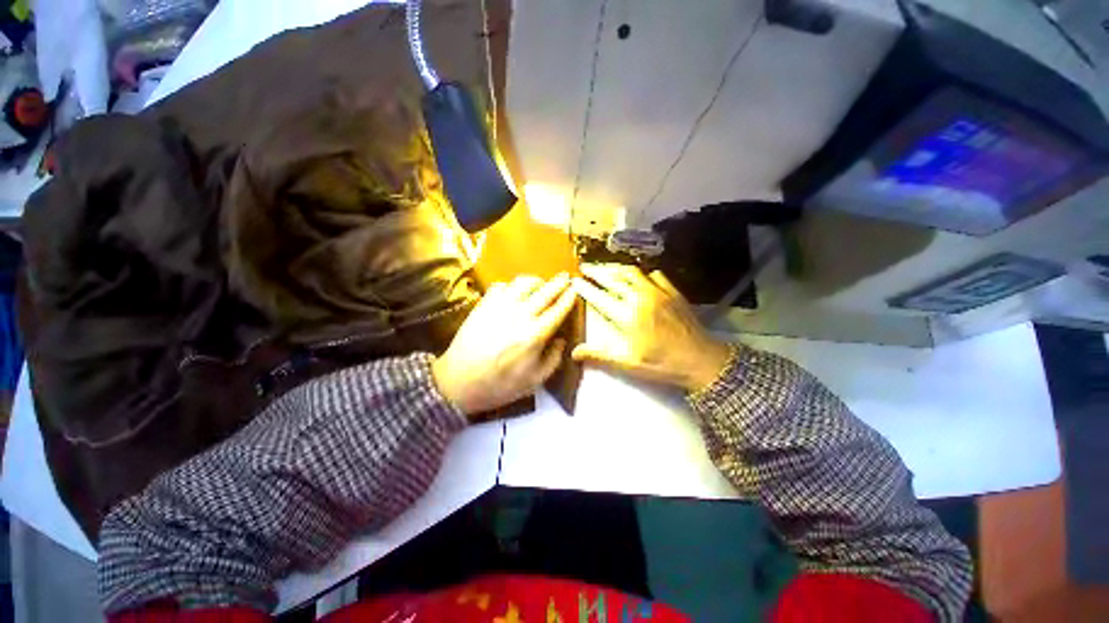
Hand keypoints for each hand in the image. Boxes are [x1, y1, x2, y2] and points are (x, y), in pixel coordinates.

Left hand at [433, 273, 576, 417]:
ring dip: (536, 281)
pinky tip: (513, 293)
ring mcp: (499, 307)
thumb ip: (553, 359)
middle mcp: (519, 315)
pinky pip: (501, 286)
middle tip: (565, 277)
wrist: (458, 382)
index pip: (558, 309)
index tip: (575, 289)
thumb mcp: (534, 381)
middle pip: (544, 291)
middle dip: (558, 282)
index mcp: (535, 335)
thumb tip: (561, 339)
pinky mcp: (483, 305)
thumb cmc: (499, 385)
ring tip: (540, 284)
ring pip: (523, 283)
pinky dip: (512, 285)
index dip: (569, 297)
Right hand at [573, 264, 731, 392]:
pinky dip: (642, 273)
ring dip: (616, 268)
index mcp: (627, 315)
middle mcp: (640, 298)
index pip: (600, 296)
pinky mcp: (672, 292)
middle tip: (585, 267)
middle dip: (597, 271)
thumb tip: (574, 352)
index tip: (575, 281)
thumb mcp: (629, 364)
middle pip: (614, 278)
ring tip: (605, 267)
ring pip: (632, 273)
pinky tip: (638, 276)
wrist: (701, 360)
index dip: (585, 288)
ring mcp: (658, 292)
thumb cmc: (662, 364)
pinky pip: (654, 275)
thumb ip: (600, 355)